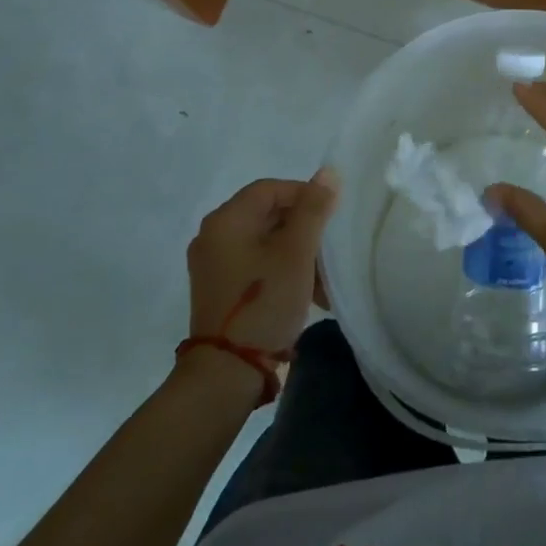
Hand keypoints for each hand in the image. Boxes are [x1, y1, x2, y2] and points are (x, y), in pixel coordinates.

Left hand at [186, 172, 338, 353]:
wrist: (227, 373)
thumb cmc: (264, 302)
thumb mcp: (297, 252)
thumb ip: (313, 209)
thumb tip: (328, 172)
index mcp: (226, 220)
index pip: (271, 188)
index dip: (305, 195)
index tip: (331, 217)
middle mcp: (214, 236)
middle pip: (268, 215)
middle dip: (305, 229)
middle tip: (330, 250)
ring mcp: (214, 265)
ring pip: (266, 242)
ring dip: (298, 254)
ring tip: (324, 279)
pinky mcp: (220, 289)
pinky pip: (257, 265)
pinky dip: (282, 270)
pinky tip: (307, 293)